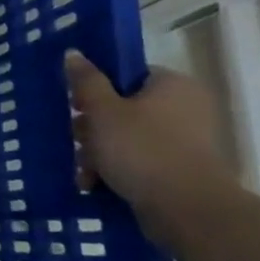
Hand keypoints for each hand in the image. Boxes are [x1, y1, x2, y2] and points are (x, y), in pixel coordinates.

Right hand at [65, 51, 233, 233]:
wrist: (186, 208)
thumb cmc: (141, 149)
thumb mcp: (103, 111)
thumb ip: (86, 82)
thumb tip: (73, 52)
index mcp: (172, 85)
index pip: (127, 76)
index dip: (96, 90)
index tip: (75, 107)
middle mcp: (185, 107)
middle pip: (123, 108)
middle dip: (92, 129)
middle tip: (77, 143)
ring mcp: (186, 140)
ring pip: (127, 137)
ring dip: (98, 153)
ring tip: (84, 172)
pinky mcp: (181, 169)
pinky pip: (140, 160)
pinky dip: (116, 170)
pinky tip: (95, 184)